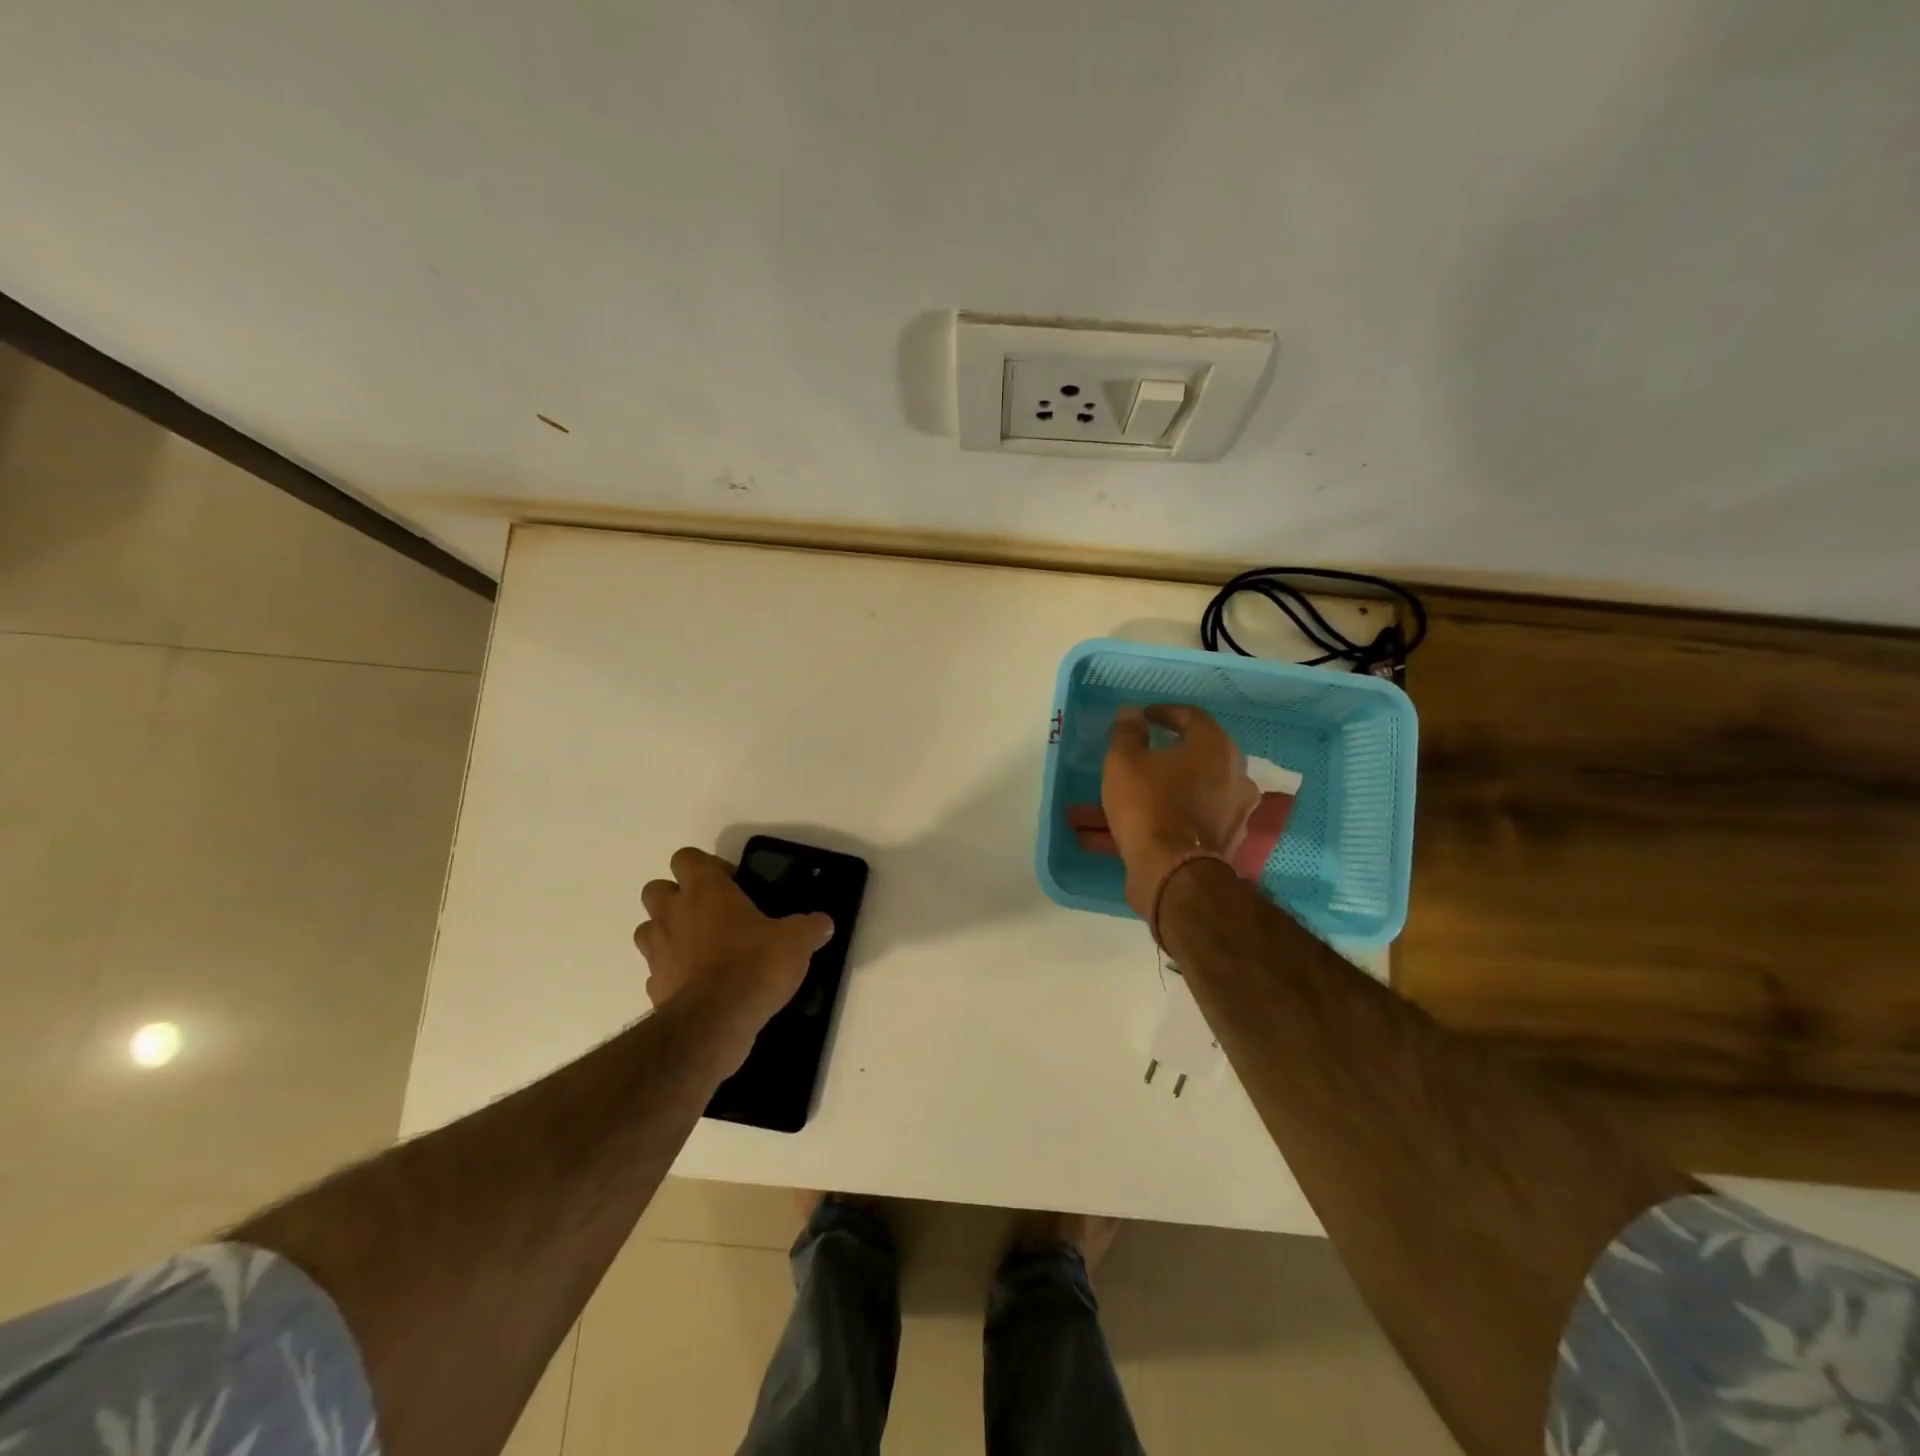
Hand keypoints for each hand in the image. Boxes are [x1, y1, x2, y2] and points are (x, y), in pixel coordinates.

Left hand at [633, 847, 833, 1032]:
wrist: (717, 1021)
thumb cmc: (755, 964)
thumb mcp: (796, 940)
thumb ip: (809, 927)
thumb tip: (823, 923)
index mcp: (705, 890)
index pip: (686, 857)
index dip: (707, 866)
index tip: (733, 884)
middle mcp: (673, 914)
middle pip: (656, 889)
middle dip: (677, 897)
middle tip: (712, 913)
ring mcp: (658, 952)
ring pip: (648, 929)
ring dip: (668, 933)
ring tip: (701, 947)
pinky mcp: (653, 988)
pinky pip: (657, 971)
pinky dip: (672, 974)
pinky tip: (699, 984)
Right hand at [1101, 704, 1259, 917]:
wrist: (1173, 872)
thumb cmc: (1149, 805)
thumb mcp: (1124, 762)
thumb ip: (1127, 733)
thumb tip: (1131, 714)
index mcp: (1215, 747)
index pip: (1192, 717)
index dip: (1165, 713)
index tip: (1144, 717)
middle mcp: (1234, 776)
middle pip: (1194, 757)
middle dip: (1162, 757)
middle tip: (1139, 755)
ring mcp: (1233, 812)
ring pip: (1186, 795)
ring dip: (1156, 794)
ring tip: (1123, 800)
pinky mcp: (1222, 843)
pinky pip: (1185, 823)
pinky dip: (1161, 822)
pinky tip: (1127, 832)